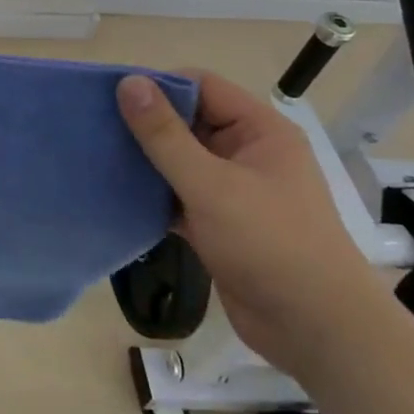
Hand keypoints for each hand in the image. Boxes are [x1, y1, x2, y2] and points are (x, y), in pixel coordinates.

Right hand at [117, 69, 390, 378]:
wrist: (317, 332)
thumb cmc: (270, 244)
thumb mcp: (210, 184)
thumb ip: (164, 135)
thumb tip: (128, 81)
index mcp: (259, 130)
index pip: (202, 86)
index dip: (159, 86)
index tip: (112, 97)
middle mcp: (248, 153)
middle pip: (188, 121)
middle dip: (145, 125)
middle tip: (96, 128)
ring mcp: (234, 190)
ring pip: (180, 160)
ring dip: (145, 161)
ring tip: (98, 157)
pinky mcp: (220, 224)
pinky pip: (178, 194)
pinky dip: (153, 194)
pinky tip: (116, 195)